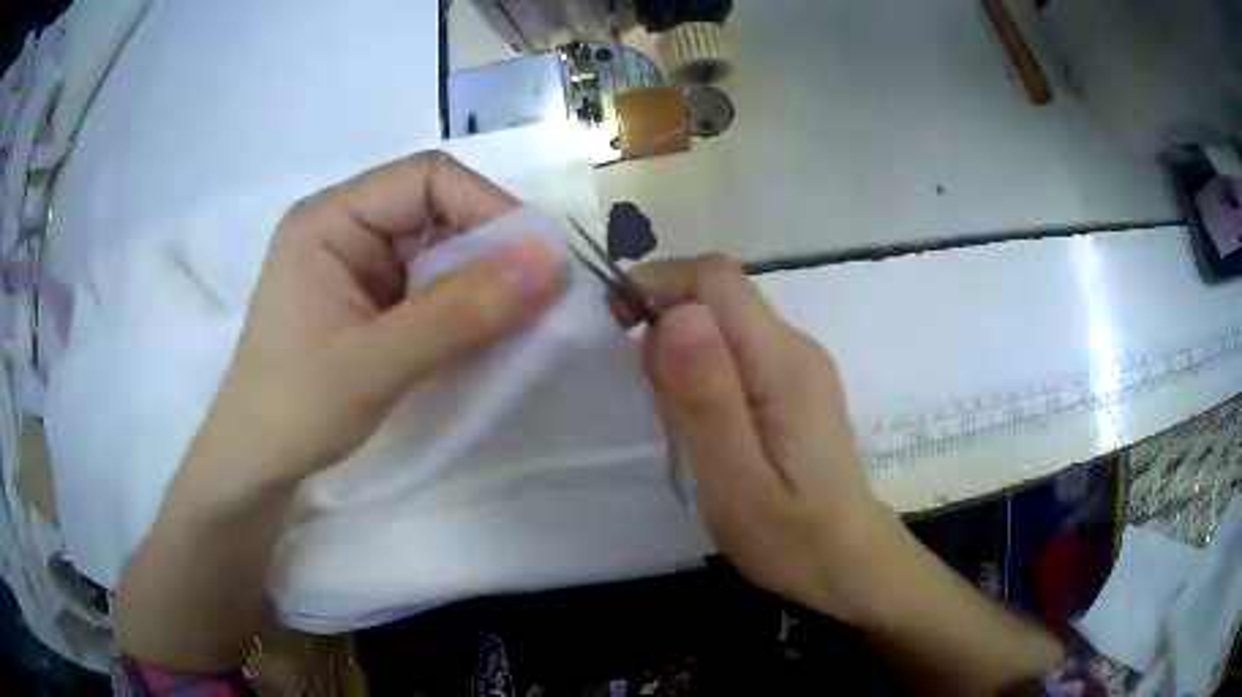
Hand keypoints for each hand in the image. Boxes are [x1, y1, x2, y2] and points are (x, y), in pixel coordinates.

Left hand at [194, 152, 566, 495]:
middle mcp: (344, 227)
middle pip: (436, 210)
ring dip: (480, 282)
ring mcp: (356, 264)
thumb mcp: (376, 363)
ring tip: (515, 322)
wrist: (256, 464)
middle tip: (536, 299)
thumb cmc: (296, 409)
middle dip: (489, 250)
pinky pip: (428, 286)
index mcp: (329, 219)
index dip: (487, 207)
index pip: (425, 179)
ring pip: (438, 250)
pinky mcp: (367, 299)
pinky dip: (461, 308)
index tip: (537, 261)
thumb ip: (459, 314)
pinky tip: (481, 337)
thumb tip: (550, 265)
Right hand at [630, 256, 906, 623]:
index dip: (659, 282)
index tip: (615, 321)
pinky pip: (735, 353)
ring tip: (683, 429)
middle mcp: (796, 348)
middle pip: (717, 297)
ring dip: (681, 357)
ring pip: (722, 325)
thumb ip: (707, 399)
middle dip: (666, 327)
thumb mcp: (736, 482)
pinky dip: (701, 375)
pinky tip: (706, 430)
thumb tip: (677, 313)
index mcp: (782, 363)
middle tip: (659, 407)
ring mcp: (799, 366)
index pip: (715, 278)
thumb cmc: (792, 538)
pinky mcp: (794, 386)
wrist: (850, 562)